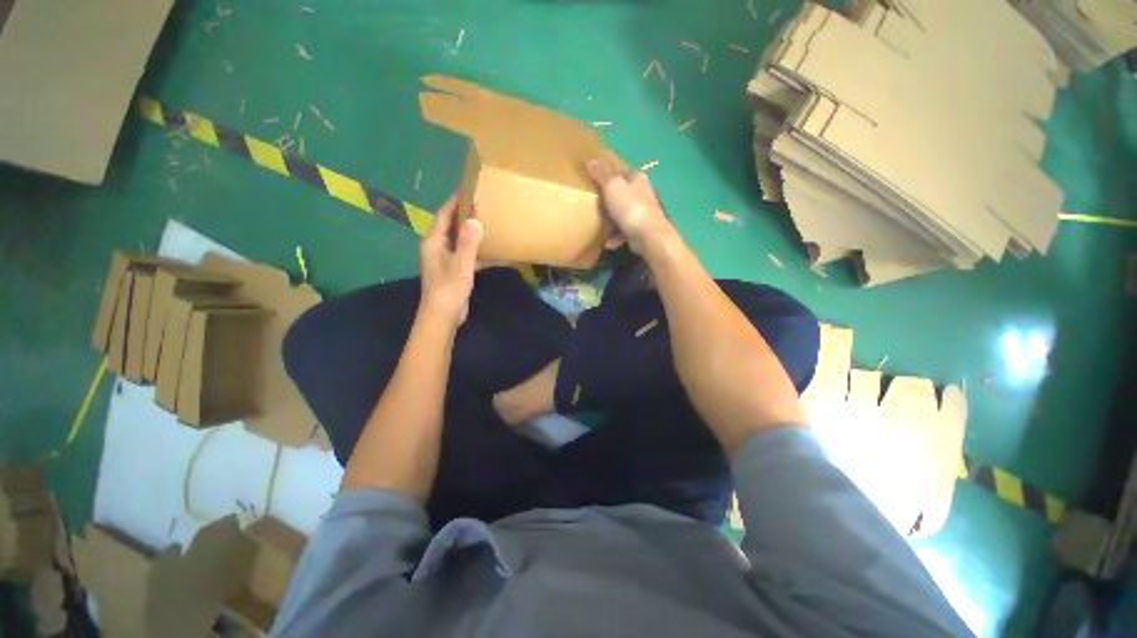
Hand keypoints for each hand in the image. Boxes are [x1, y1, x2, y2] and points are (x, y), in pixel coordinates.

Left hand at [419, 194, 483, 325]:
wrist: (443, 315)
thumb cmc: (448, 288)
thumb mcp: (461, 264)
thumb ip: (468, 243)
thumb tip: (475, 219)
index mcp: (434, 241)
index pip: (444, 215)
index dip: (455, 201)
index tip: (469, 189)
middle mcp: (438, 247)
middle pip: (453, 226)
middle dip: (467, 216)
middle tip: (485, 205)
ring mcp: (447, 259)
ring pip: (462, 241)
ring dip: (475, 234)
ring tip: (492, 224)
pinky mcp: (455, 270)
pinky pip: (468, 256)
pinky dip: (480, 253)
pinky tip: (496, 253)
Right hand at [587, 160, 675, 254]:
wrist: (649, 236)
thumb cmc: (630, 207)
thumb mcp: (612, 186)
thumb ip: (601, 174)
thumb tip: (590, 161)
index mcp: (637, 178)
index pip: (621, 172)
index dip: (607, 175)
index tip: (593, 182)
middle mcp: (642, 193)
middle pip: (622, 193)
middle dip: (608, 199)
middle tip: (594, 204)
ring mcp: (643, 212)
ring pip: (623, 213)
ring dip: (611, 220)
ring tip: (599, 225)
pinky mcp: (641, 230)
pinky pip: (625, 231)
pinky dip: (616, 236)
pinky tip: (607, 243)